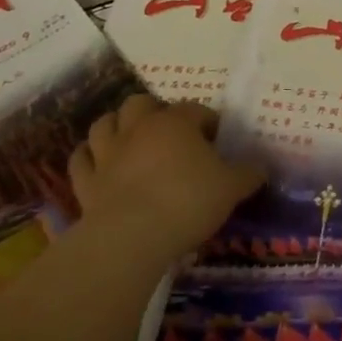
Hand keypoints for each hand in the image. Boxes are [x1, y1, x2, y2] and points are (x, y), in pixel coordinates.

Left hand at [68, 92, 264, 266]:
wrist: (132, 236)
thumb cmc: (188, 202)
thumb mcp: (231, 189)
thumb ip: (248, 174)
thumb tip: (261, 167)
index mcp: (176, 122)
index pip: (195, 110)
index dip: (208, 122)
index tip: (217, 141)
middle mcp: (139, 128)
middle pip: (141, 104)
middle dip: (153, 112)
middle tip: (168, 134)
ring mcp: (108, 153)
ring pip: (104, 124)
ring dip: (115, 127)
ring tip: (128, 141)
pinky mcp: (86, 181)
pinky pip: (80, 160)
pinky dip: (87, 158)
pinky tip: (96, 164)